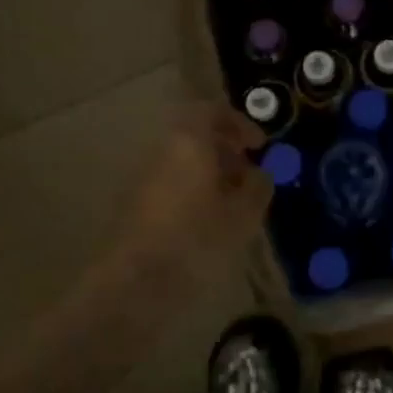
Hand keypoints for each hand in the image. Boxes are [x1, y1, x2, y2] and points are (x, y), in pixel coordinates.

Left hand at [111, 103, 272, 293]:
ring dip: (210, 174)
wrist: (134, 281)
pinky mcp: (135, 204)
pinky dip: (192, 192)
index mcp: (189, 141)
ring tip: (232, 205)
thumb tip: (258, 174)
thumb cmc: (196, 238)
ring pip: (183, 162)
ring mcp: (144, 177)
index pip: (212, 111)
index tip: (258, 146)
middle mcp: (162, 150)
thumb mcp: (243, 215)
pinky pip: (171, 184)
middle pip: (196, 136)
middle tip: (248, 176)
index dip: (239, 124)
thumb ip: (257, 187)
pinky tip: (207, 223)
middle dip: (226, 151)